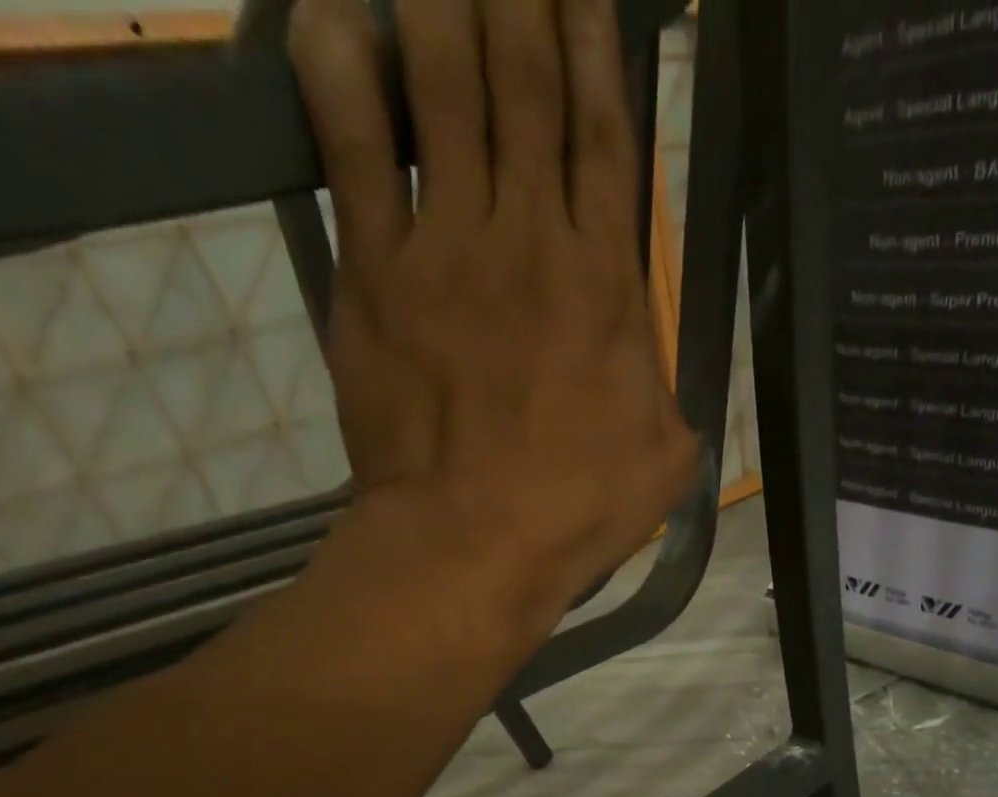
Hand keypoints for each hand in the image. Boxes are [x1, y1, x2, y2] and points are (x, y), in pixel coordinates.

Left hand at [288, 0, 698, 623]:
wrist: (475, 542)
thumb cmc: (580, 508)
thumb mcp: (663, 459)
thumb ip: (665, 396)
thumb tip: (658, 377)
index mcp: (606, 283)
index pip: (604, 139)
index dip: (596, 50)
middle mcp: (529, 240)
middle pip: (524, 89)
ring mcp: (446, 250)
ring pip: (439, 94)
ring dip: (437, 6)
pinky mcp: (375, 277)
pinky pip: (352, 156)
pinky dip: (339, 81)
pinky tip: (332, 20)